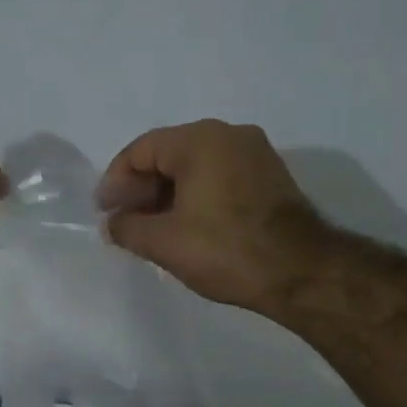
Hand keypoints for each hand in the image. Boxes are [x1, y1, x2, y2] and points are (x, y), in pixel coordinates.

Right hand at [96, 120, 330, 313]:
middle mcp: (229, 135)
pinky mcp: (271, 177)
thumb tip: (113, 224)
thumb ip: (127, 228)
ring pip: (196, 167)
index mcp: (200, 140)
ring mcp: (255, 154)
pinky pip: (219, 177)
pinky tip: (185, 226)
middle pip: (169, 154)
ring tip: (151, 229)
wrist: (300, 272)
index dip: (116, 181)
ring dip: (167, 194)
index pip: (141, 150)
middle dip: (142, 188)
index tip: (105, 213)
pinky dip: (196, 196)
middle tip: (125, 222)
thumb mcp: (164, 242)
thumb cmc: (225, 250)